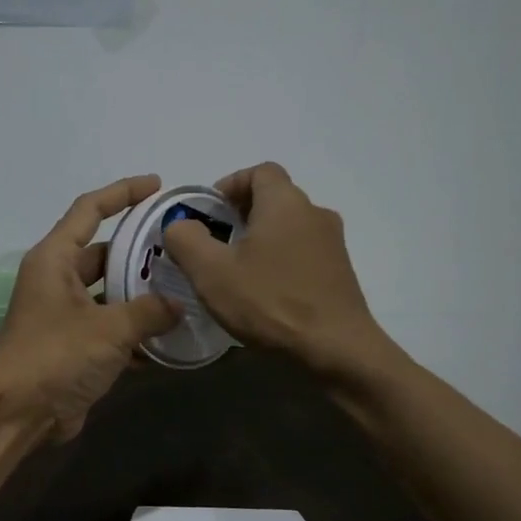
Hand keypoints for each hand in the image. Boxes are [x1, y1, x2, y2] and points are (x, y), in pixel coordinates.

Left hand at [0, 175, 180, 441]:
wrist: (16, 414)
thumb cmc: (56, 356)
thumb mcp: (109, 329)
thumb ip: (148, 311)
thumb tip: (177, 304)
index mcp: (54, 260)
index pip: (89, 209)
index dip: (122, 192)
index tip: (156, 185)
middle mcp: (56, 280)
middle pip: (102, 252)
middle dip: (138, 249)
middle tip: (181, 247)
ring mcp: (63, 315)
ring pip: (109, 292)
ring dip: (140, 293)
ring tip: (184, 288)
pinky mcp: (72, 346)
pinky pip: (109, 326)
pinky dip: (134, 329)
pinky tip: (169, 336)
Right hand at [161, 162, 389, 378]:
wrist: (336, 350)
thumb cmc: (270, 302)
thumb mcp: (211, 271)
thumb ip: (186, 239)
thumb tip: (180, 225)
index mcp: (285, 202)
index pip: (259, 171)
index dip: (230, 185)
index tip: (209, 213)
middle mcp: (315, 213)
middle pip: (274, 198)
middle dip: (241, 214)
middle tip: (215, 244)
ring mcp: (333, 244)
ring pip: (289, 227)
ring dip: (261, 240)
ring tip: (237, 271)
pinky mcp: (340, 272)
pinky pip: (303, 253)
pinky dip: (281, 260)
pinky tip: (265, 293)